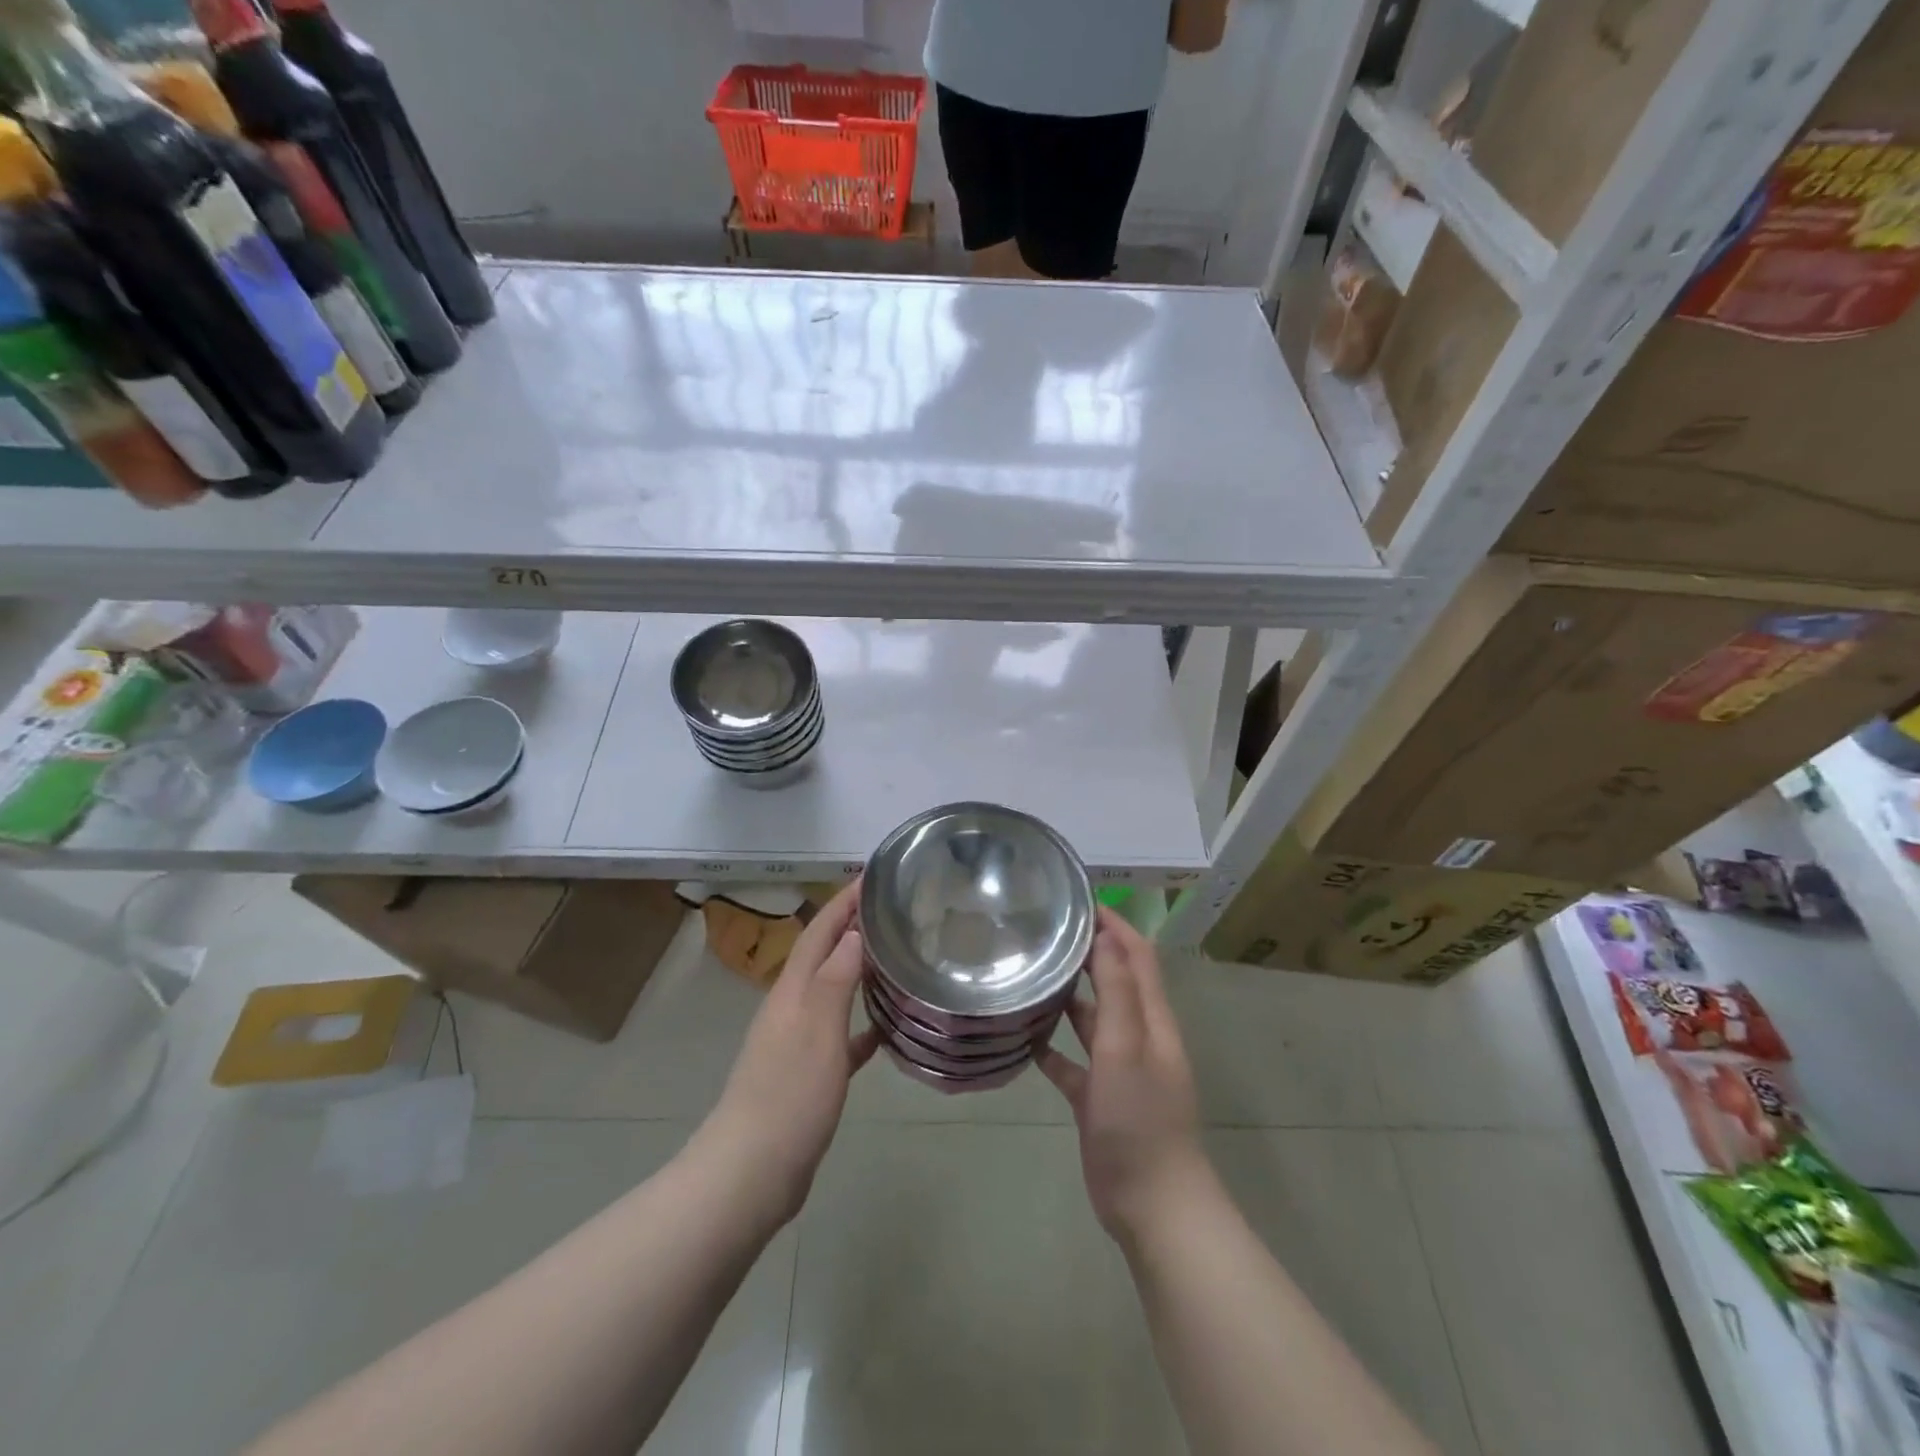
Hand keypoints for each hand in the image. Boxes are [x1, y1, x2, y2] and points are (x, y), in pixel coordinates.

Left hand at [693, 882, 879, 1226]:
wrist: (750, 1173)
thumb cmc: (788, 1096)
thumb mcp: (817, 1031)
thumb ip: (835, 979)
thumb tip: (854, 931)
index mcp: (792, 991)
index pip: (819, 931)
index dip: (843, 902)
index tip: (872, 875)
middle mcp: (791, 1008)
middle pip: (823, 955)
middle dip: (851, 927)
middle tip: (891, 908)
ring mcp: (797, 1042)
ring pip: (832, 991)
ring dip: (857, 969)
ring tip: (894, 956)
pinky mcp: (807, 1074)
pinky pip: (840, 1035)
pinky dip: (861, 1023)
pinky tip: (885, 1027)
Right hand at [1038, 908, 1211, 1243]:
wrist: (1152, 1205)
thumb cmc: (1140, 1119)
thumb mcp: (1126, 1046)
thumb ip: (1117, 990)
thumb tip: (1106, 935)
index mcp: (1152, 1019)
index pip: (1137, 956)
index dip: (1115, 925)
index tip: (1079, 901)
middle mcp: (1138, 1036)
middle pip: (1114, 982)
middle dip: (1088, 953)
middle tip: (1045, 932)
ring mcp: (1119, 1069)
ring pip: (1092, 1020)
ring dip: (1068, 998)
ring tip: (1029, 975)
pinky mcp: (1099, 1099)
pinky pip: (1073, 1063)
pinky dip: (1053, 1049)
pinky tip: (1024, 1039)